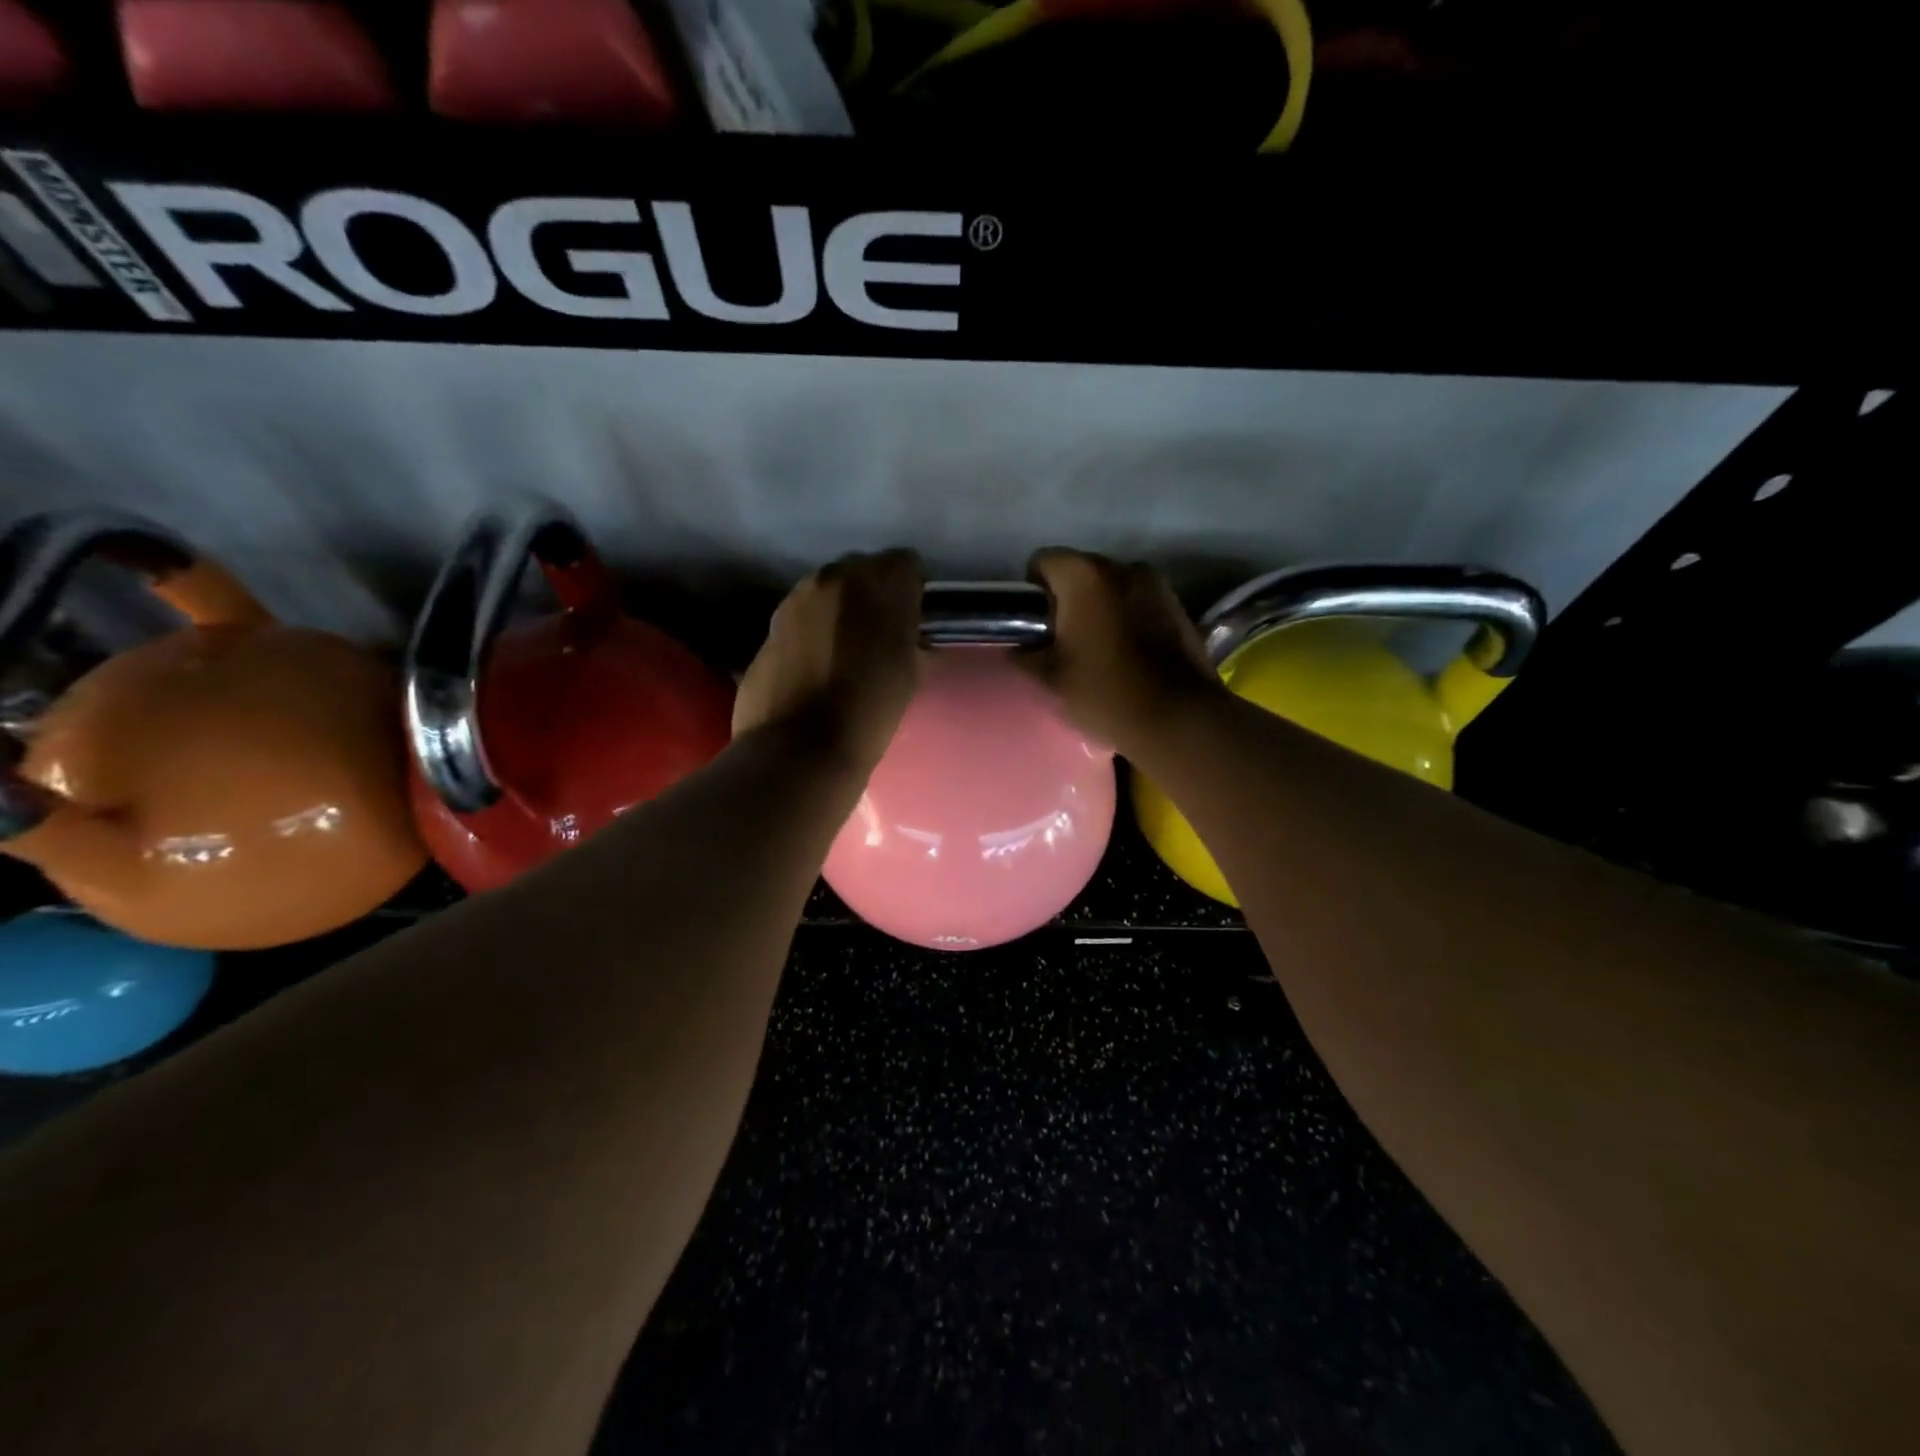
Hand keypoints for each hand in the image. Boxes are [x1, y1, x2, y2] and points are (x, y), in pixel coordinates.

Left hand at [733, 549, 926, 771]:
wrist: (799, 748)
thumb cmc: (869, 711)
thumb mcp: (910, 674)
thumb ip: (913, 639)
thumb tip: (909, 636)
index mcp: (877, 583)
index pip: (905, 564)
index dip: (911, 591)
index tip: (911, 621)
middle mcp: (832, 577)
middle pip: (862, 570)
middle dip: (873, 594)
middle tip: (878, 635)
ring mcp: (794, 599)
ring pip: (827, 592)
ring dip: (839, 611)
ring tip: (844, 651)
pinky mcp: (769, 626)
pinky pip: (800, 617)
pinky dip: (812, 632)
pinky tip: (815, 666)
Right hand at [1017, 549, 1220, 754]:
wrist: (1178, 719)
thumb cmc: (1104, 692)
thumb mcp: (1050, 679)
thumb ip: (1025, 655)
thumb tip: (1019, 647)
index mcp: (1084, 576)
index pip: (1043, 561)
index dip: (1032, 591)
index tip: (1036, 625)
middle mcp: (1122, 567)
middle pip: (1081, 571)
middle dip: (1068, 599)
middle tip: (1063, 641)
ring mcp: (1157, 585)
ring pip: (1113, 588)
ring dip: (1101, 608)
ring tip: (1098, 649)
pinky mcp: (1179, 608)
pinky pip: (1139, 603)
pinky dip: (1128, 619)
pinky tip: (1128, 656)